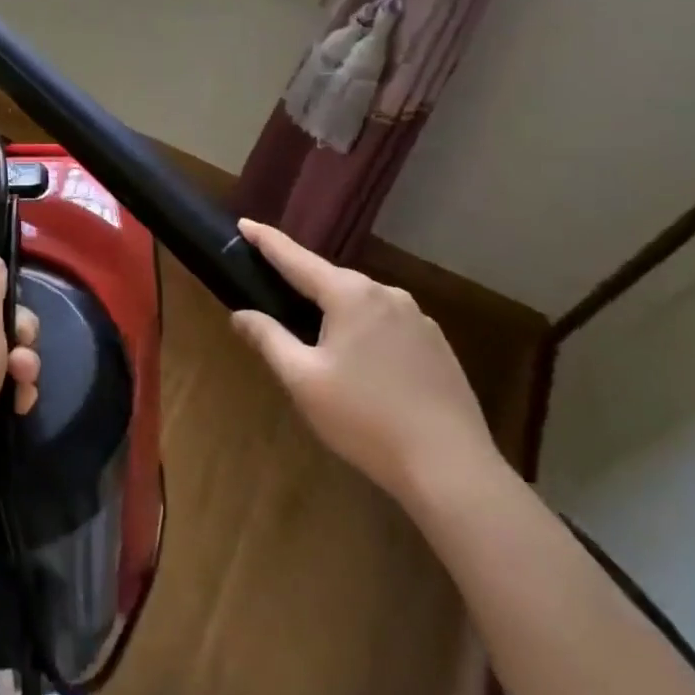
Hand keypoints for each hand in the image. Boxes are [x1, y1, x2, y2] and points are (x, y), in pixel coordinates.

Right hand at [231, 219, 497, 505]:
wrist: (453, 470)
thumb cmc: (366, 418)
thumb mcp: (303, 379)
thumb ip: (269, 339)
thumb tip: (241, 314)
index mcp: (350, 295)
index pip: (296, 258)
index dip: (267, 241)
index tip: (244, 223)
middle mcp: (387, 295)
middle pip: (331, 279)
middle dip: (301, 281)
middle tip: (272, 288)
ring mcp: (419, 320)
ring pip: (362, 302)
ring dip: (335, 309)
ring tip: (314, 333)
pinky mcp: (438, 347)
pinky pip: (387, 324)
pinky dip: (364, 329)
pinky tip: (360, 362)